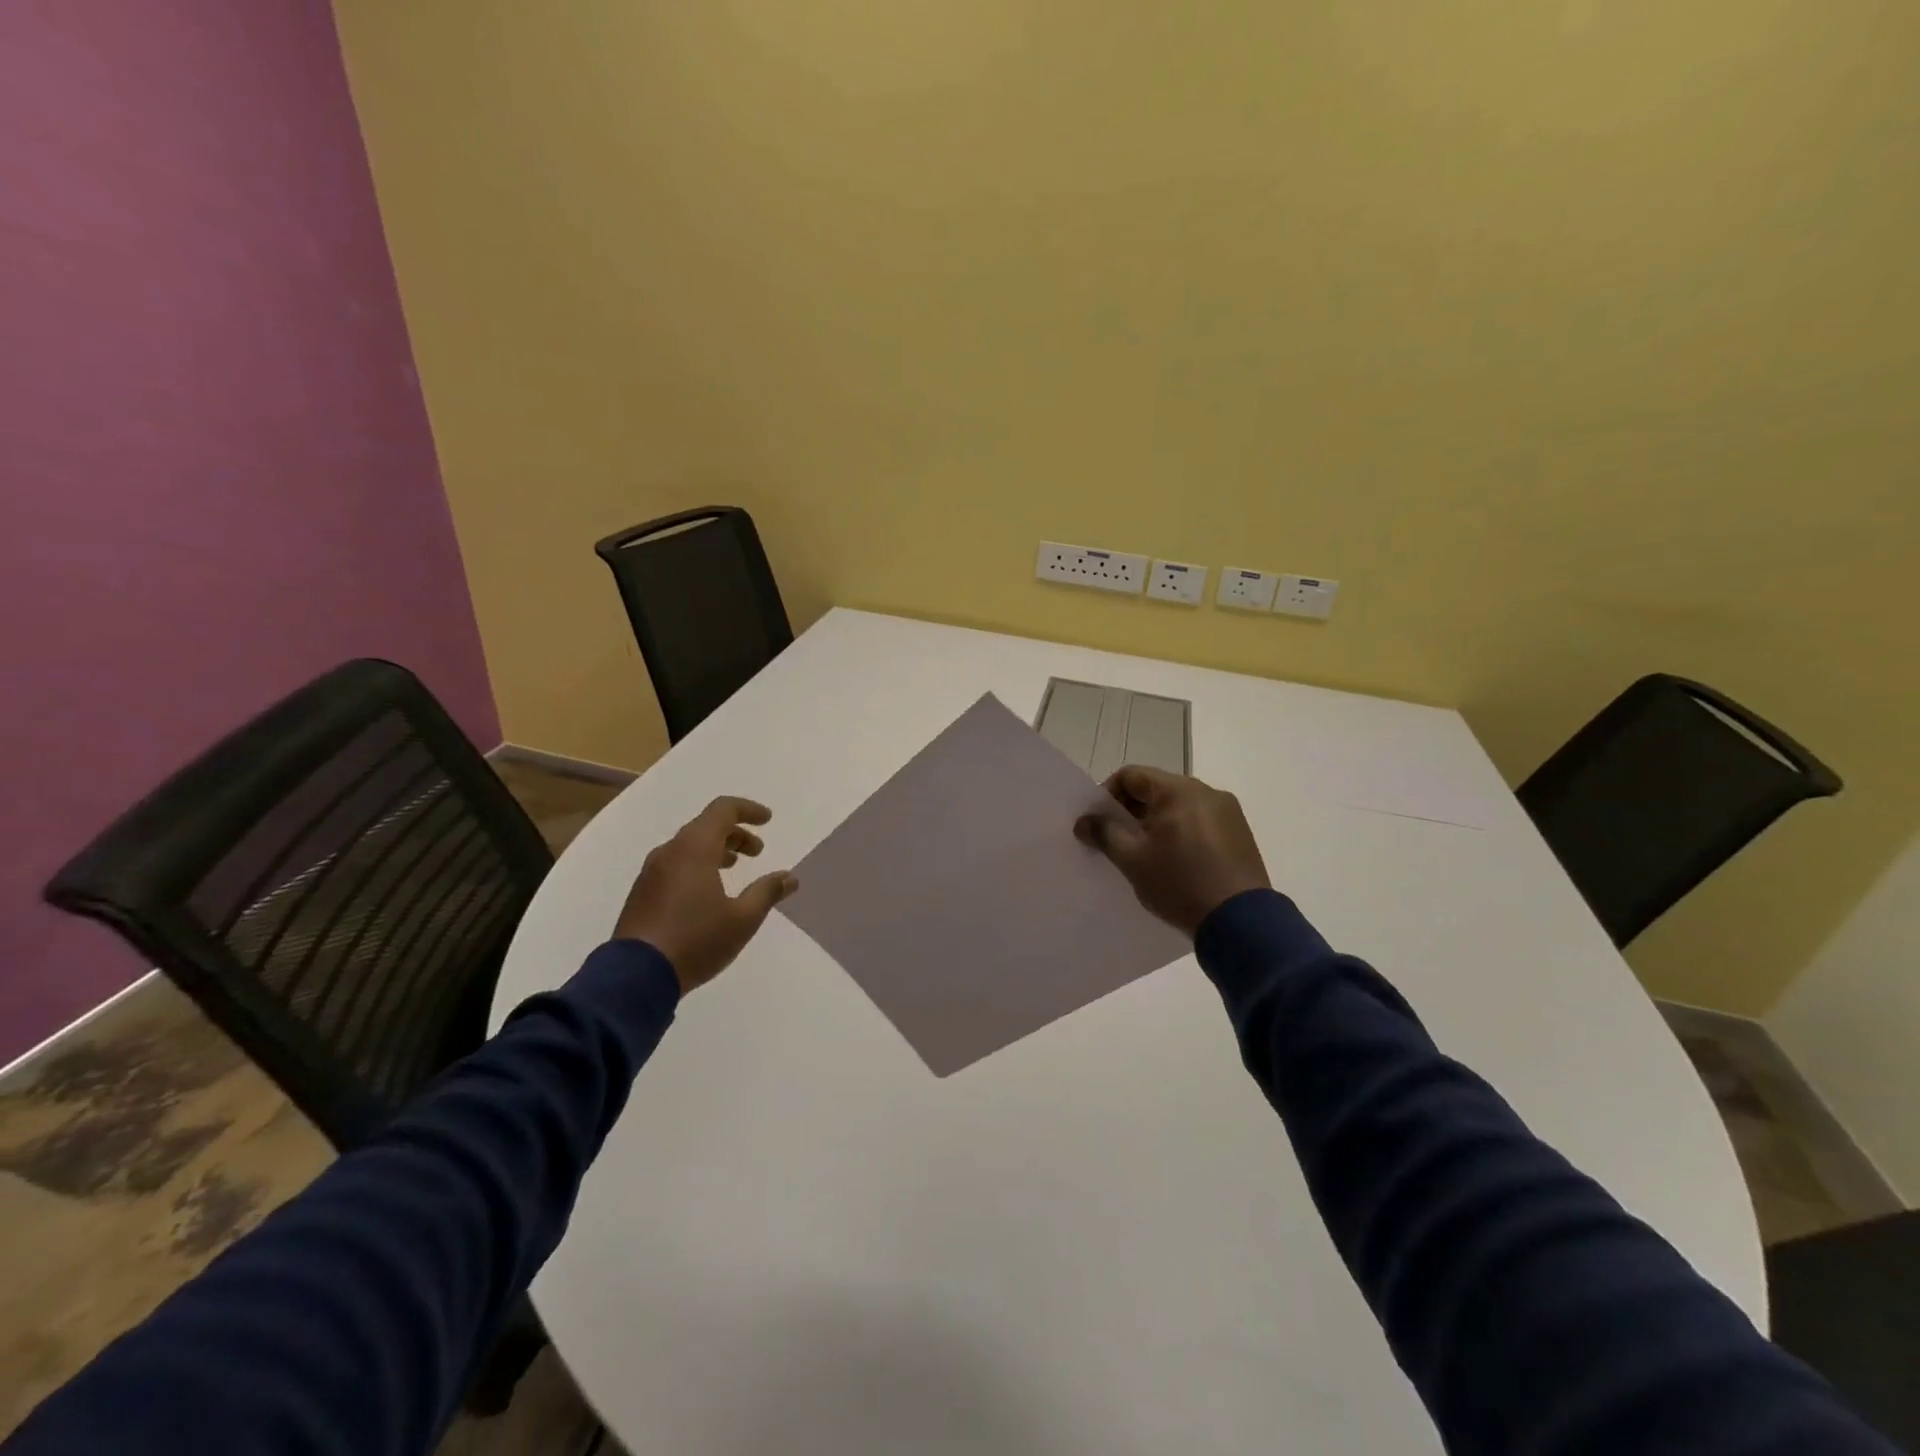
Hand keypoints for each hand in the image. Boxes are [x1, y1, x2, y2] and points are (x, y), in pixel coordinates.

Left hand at [613, 797, 797, 994]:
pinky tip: (708, 892)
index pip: (722, 810)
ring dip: (716, 850)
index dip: (748, 810)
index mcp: (694, 849)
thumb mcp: (742, 919)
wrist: (635, 978)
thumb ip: (767, 892)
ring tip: (734, 868)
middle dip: (735, 834)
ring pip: (688, 846)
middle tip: (757, 852)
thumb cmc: (695, 941)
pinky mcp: (642, 893)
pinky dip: (697, 865)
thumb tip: (789, 877)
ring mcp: (651, 873)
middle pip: (705, 826)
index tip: (768, 820)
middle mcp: (669, 853)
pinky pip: (675, 865)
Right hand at [1074, 766, 1270, 936]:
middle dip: (1132, 811)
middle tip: (1118, 840)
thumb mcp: (1133, 860)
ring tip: (1147, 854)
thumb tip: (1083, 821)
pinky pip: (1200, 822)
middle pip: (1157, 789)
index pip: (1131, 775)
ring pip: (1179, 806)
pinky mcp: (1240, 834)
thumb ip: (1104, 834)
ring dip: (1157, 823)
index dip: (1108, 795)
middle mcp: (1206, 791)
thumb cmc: (1180, 884)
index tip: (1099, 823)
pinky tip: (1177, 862)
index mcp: (1178, 790)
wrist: (1241, 922)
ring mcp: (1228, 812)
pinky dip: (1182, 833)